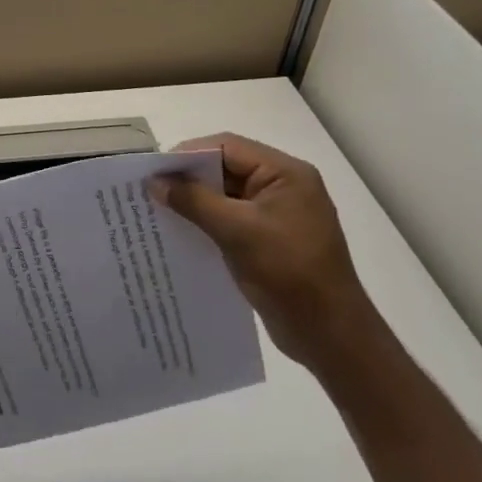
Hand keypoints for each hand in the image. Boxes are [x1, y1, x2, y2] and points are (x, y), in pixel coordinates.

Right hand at [153, 133, 373, 368]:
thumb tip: (154, 182)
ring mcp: (277, 213)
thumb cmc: (289, 273)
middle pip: (226, 167)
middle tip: (150, 189)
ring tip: (157, 209)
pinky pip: (231, 218)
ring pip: (226, 194)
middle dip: (189, 177)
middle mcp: (283, 186)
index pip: (228, 147)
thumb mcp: (237, 232)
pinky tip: (180, 231)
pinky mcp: (269, 238)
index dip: (188, 154)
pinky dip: (207, 221)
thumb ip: (194, 201)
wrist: (330, 335)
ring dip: (195, 200)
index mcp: (286, 173)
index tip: (154, 171)